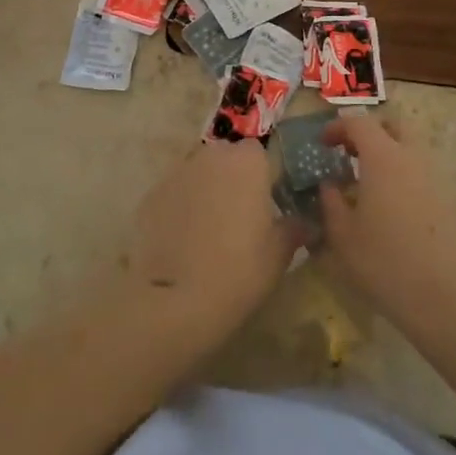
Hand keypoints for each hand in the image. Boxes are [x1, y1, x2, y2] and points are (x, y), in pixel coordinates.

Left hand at [127, 139, 300, 346]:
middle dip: (237, 179)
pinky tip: (185, 240)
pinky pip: (176, 193)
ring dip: (208, 191)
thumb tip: (303, 222)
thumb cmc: (240, 270)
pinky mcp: (151, 194)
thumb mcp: (280, 253)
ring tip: (212, 230)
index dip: (269, 178)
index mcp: (248, 161)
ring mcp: (177, 172)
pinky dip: (182, 207)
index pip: (265, 155)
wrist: (175, 299)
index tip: (272, 205)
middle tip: (243, 217)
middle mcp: (211, 155)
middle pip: (229, 158)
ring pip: (200, 173)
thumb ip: (294, 228)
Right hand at [319, 112, 455, 323]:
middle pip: (394, 125)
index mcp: (383, 157)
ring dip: (389, 155)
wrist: (447, 299)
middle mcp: (413, 158)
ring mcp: (437, 178)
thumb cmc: (385, 262)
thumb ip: (331, 202)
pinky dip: (405, 178)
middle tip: (350, 154)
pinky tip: (393, 209)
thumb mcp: (342, 235)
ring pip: (412, 149)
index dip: (338, 127)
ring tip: (369, 185)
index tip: (323, 144)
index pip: (359, 123)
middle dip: (370, 132)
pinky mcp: (452, 201)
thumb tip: (329, 185)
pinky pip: (424, 175)